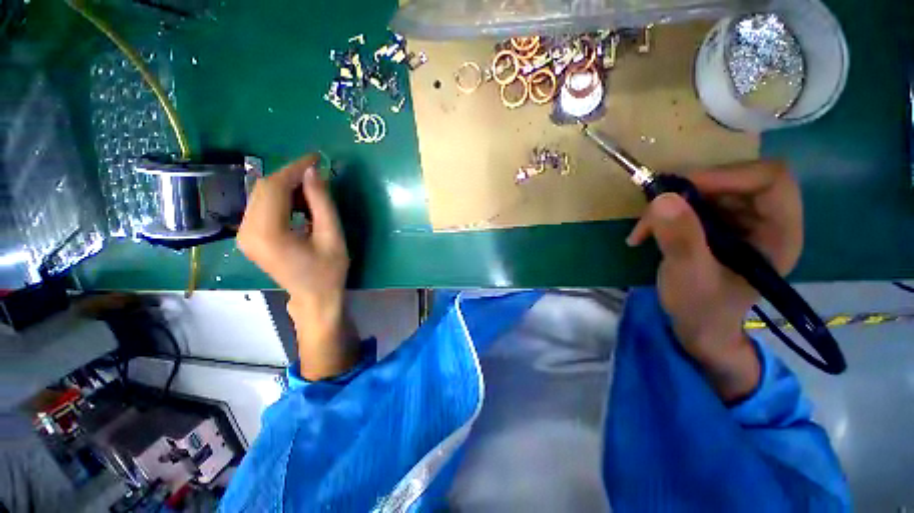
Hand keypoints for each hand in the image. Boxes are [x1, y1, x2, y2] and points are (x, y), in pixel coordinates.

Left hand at [237, 154, 357, 379]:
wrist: (314, 297)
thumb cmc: (329, 271)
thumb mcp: (332, 236)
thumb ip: (322, 202)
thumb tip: (314, 171)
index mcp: (268, 233)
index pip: (275, 187)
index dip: (295, 169)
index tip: (315, 158)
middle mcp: (247, 231)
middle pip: (264, 188)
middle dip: (291, 176)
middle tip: (317, 175)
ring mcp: (244, 235)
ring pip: (261, 195)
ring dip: (287, 187)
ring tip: (312, 192)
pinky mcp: (249, 236)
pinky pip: (261, 206)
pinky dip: (281, 199)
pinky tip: (300, 204)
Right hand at [627, 161, 801, 400]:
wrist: (698, 327)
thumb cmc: (702, 309)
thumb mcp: (689, 277)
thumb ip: (680, 239)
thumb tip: (662, 199)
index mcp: (779, 233)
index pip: (771, 180)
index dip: (728, 175)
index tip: (682, 192)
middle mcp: (765, 220)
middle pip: (736, 179)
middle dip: (691, 191)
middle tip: (655, 209)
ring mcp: (741, 221)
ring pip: (710, 189)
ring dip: (672, 203)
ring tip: (645, 227)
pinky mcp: (717, 225)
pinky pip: (694, 202)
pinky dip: (666, 211)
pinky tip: (648, 231)